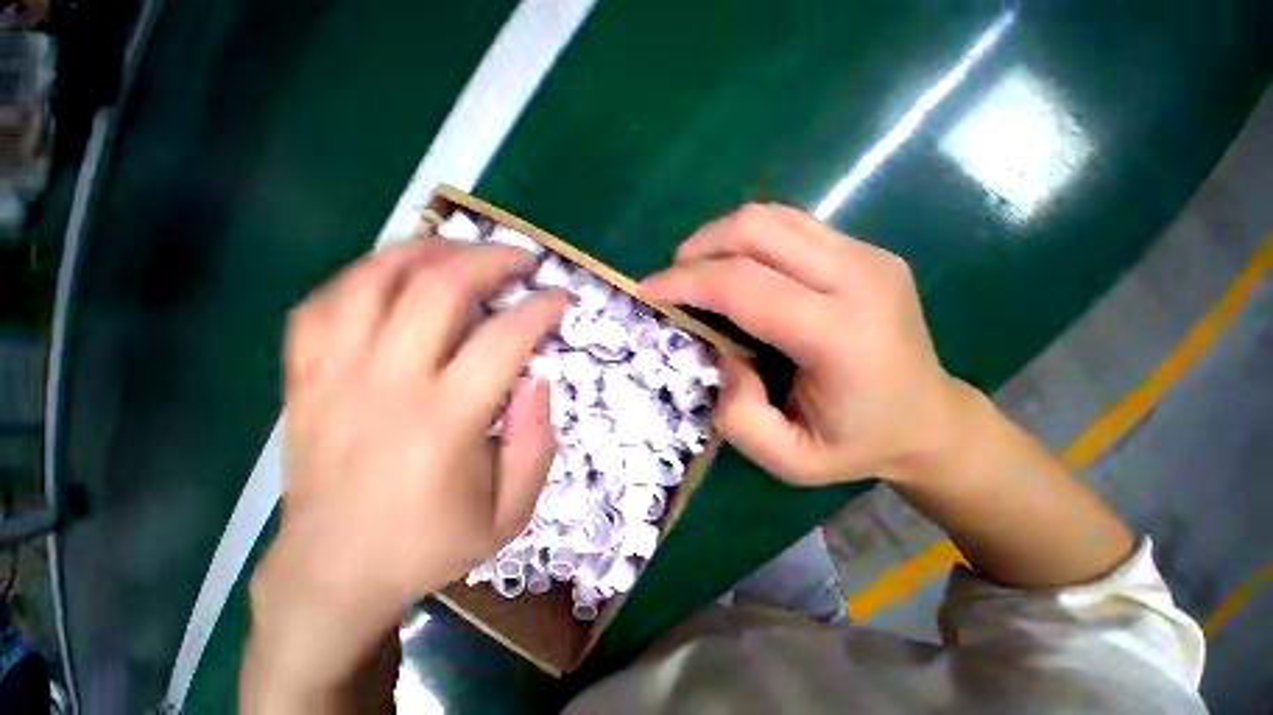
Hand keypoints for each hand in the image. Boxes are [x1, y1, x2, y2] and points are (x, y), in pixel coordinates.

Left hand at [243, 240, 567, 709]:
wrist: (333, 576)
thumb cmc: (431, 545)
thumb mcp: (511, 512)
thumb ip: (537, 443)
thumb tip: (539, 379)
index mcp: (446, 423)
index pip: (505, 339)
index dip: (541, 308)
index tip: (561, 298)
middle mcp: (387, 386)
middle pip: (438, 290)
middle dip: (490, 259)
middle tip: (521, 258)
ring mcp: (335, 377)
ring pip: (373, 280)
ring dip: (427, 252)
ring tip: (463, 249)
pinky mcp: (304, 380)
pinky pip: (325, 303)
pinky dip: (364, 275)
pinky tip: (395, 276)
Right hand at [641, 204, 960, 486]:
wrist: (929, 419)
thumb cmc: (856, 445)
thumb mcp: (788, 459)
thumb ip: (739, 415)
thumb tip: (722, 353)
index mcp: (840, 335)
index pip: (745, 285)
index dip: (687, 282)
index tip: (649, 289)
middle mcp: (859, 278)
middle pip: (757, 231)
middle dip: (698, 248)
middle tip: (672, 280)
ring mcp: (868, 255)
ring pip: (771, 217)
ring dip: (720, 237)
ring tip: (698, 272)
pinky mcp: (865, 250)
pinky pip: (789, 225)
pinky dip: (747, 239)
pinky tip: (736, 267)